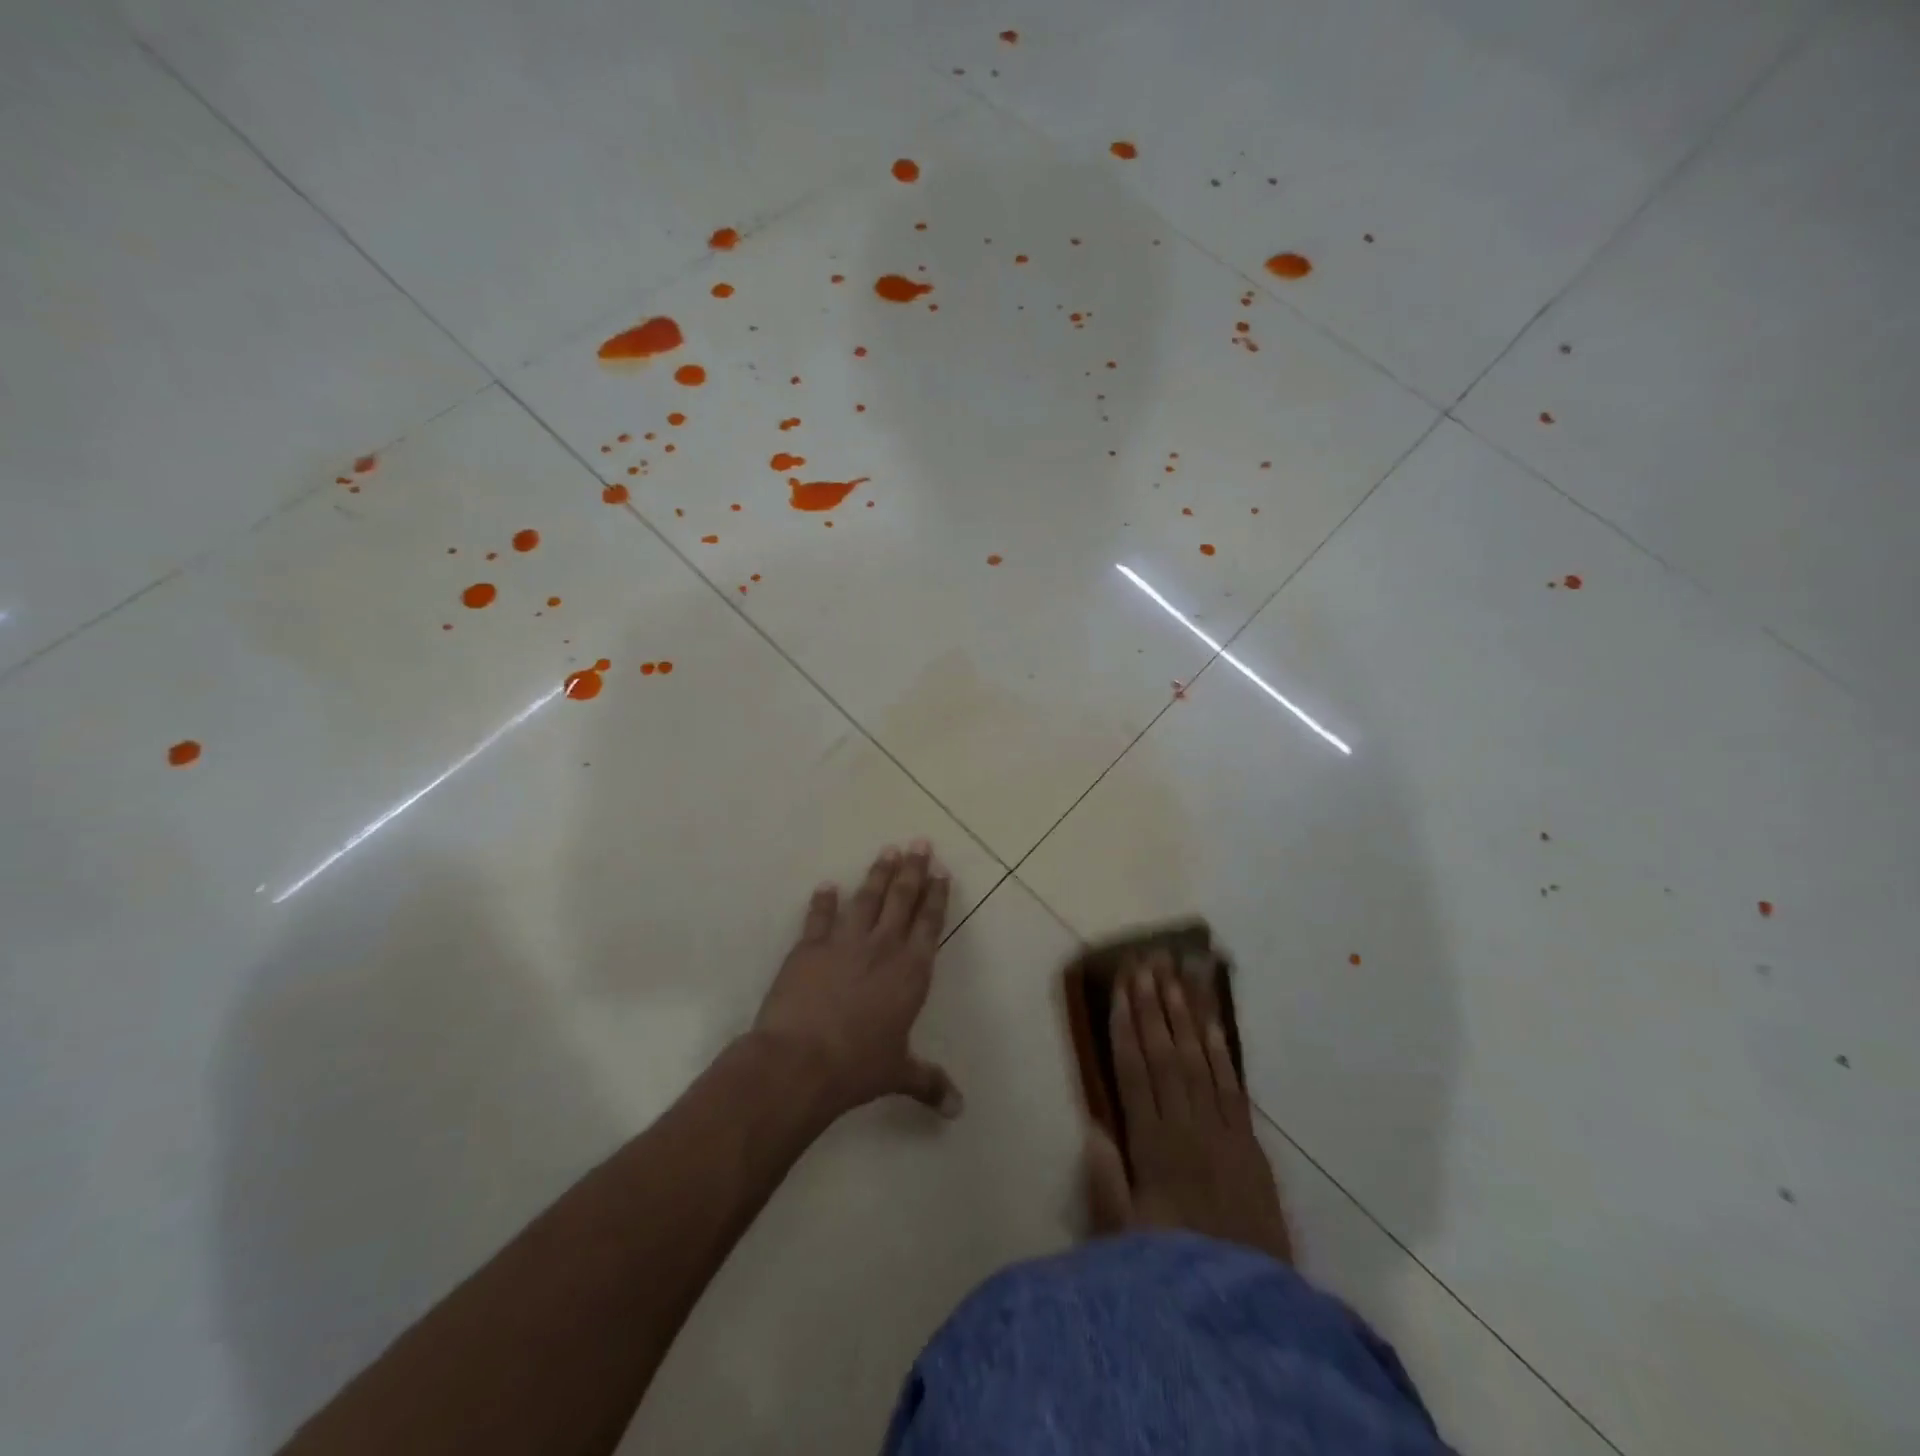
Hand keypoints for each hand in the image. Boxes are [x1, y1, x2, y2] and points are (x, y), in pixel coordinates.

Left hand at [753, 841, 959, 1121]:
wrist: (801, 1061)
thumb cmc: (858, 1067)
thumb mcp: (898, 1073)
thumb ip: (929, 1083)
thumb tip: (959, 1109)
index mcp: (911, 971)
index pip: (929, 923)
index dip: (936, 895)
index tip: (941, 871)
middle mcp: (883, 947)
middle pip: (902, 899)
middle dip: (913, 869)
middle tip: (920, 842)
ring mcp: (845, 942)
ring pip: (867, 898)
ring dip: (878, 873)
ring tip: (888, 850)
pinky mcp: (809, 945)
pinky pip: (819, 916)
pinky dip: (823, 901)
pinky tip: (826, 886)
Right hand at [1086, 954, 1291, 1262]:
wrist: (1245, 1310)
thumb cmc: (1173, 1271)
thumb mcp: (1123, 1239)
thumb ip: (1106, 1182)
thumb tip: (1092, 1125)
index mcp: (1152, 1146)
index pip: (1134, 1071)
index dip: (1126, 1025)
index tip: (1121, 986)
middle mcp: (1187, 1127)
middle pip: (1166, 1054)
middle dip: (1154, 1005)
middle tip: (1147, 962)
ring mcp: (1222, 1132)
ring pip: (1199, 1060)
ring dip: (1186, 1014)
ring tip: (1176, 975)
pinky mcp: (1250, 1143)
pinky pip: (1232, 1087)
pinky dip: (1221, 1051)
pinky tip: (1212, 1021)